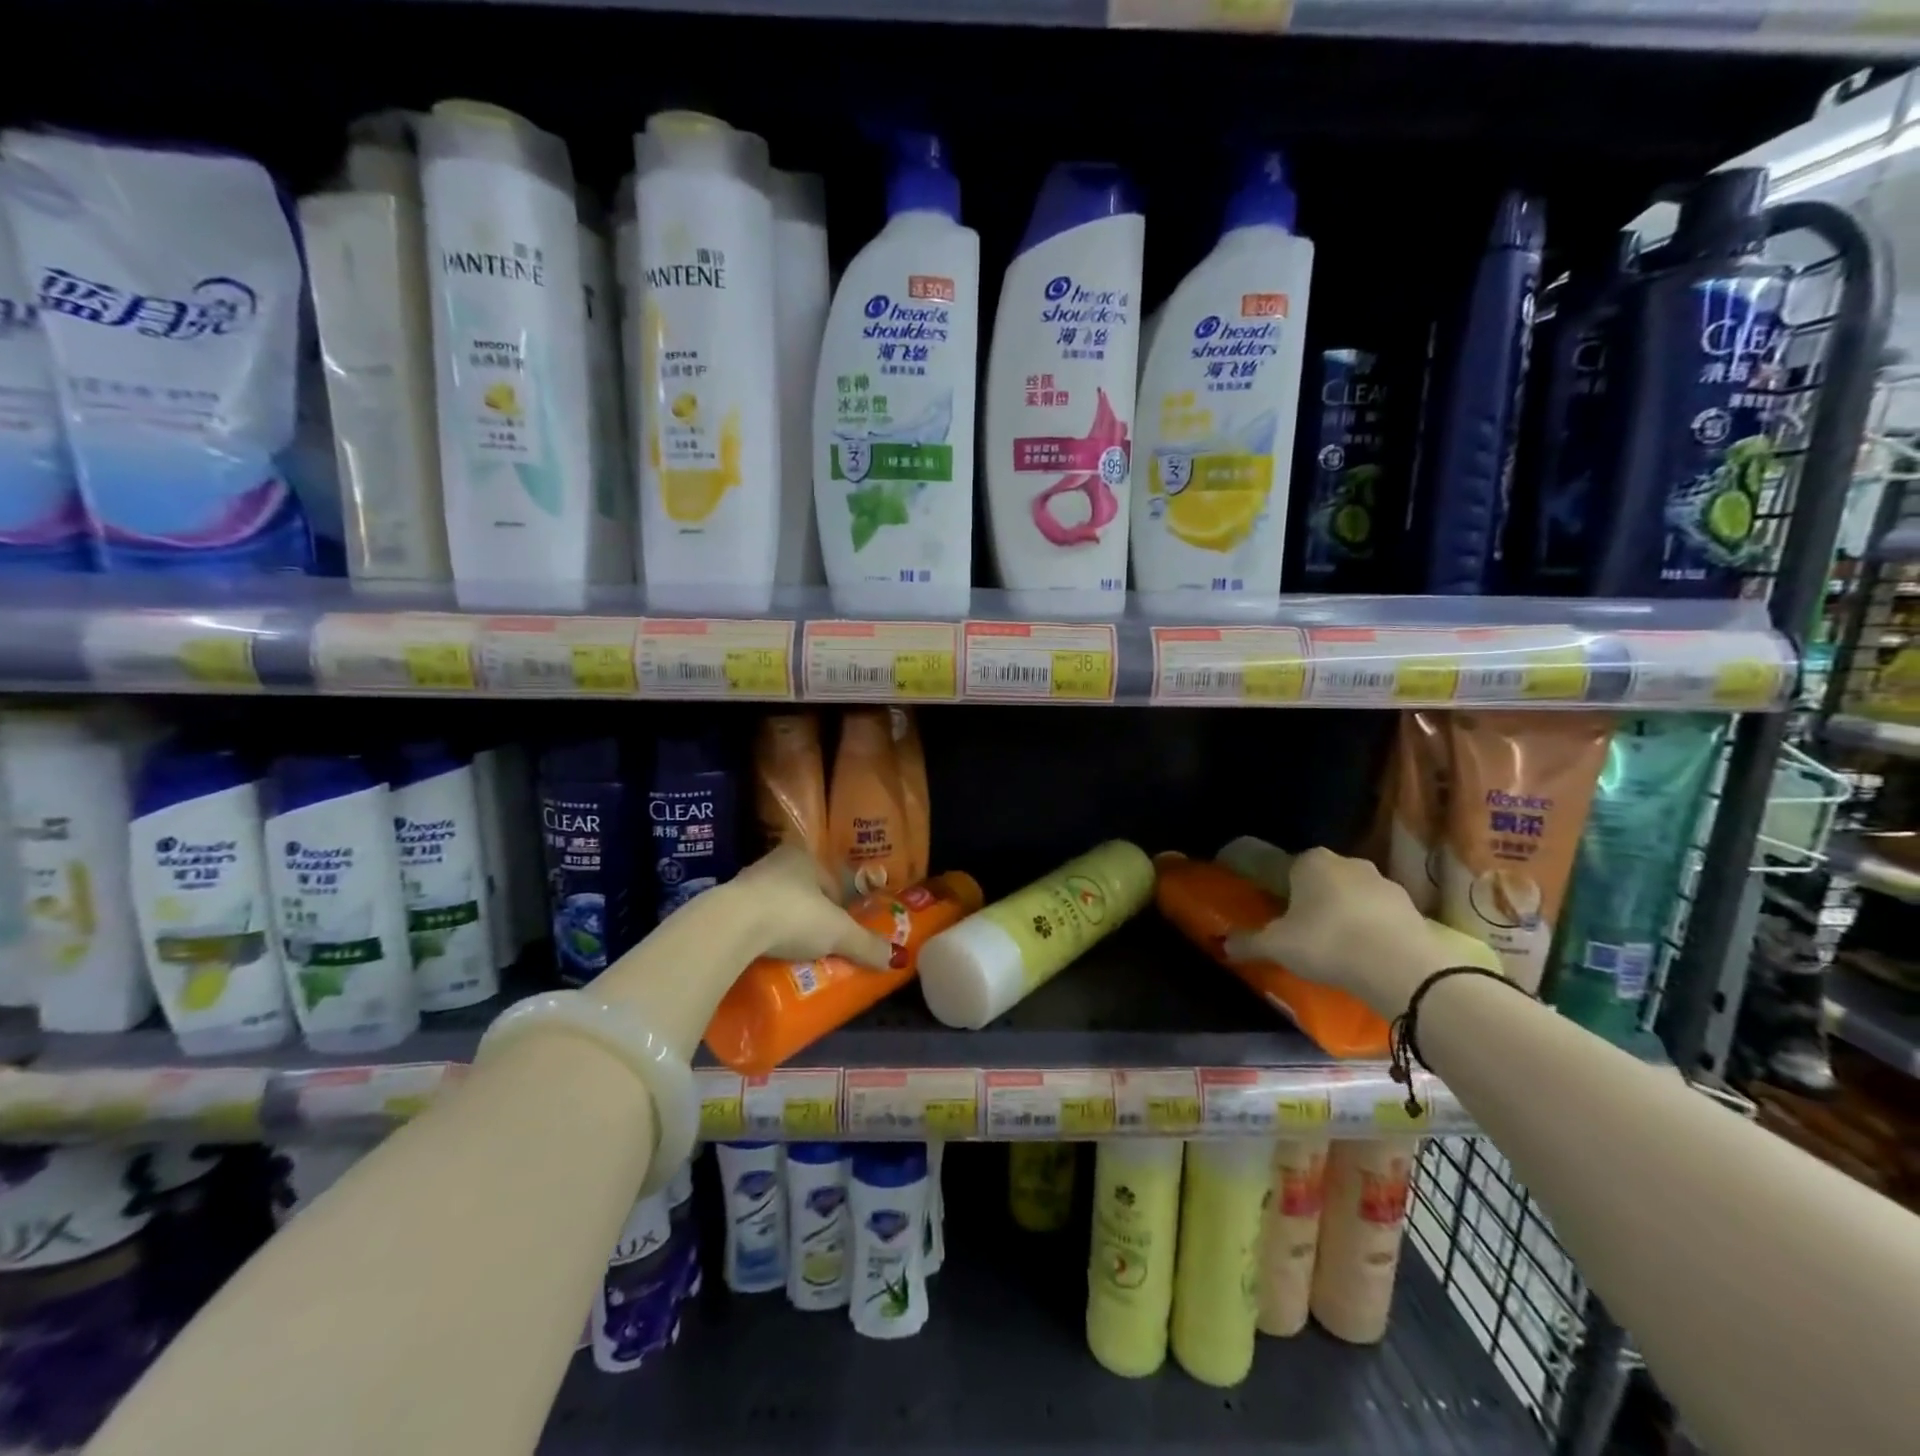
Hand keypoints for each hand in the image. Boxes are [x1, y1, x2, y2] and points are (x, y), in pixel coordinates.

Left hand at [731, 844, 893, 967]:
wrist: (729, 926)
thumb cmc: (792, 915)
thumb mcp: (837, 932)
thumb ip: (866, 944)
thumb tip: (897, 959)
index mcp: (804, 857)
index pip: (831, 882)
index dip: (841, 907)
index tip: (842, 932)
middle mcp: (775, 863)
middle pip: (804, 894)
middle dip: (813, 918)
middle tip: (821, 946)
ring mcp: (746, 883)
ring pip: (777, 907)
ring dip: (786, 928)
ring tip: (795, 956)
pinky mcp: (724, 907)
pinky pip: (752, 922)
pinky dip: (762, 937)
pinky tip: (767, 957)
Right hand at [1223, 847, 1445, 1018]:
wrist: (1398, 966)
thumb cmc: (1326, 942)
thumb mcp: (1276, 946)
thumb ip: (1248, 942)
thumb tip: (1222, 945)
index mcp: (1311, 861)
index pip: (1291, 868)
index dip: (1285, 892)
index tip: (1283, 917)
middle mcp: (1349, 863)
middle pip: (1325, 880)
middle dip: (1317, 901)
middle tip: (1308, 934)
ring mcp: (1386, 883)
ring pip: (1356, 897)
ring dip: (1349, 916)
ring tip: (1341, 950)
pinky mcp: (1413, 909)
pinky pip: (1383, 917)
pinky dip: (1375, 931)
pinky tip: (1368, 957)